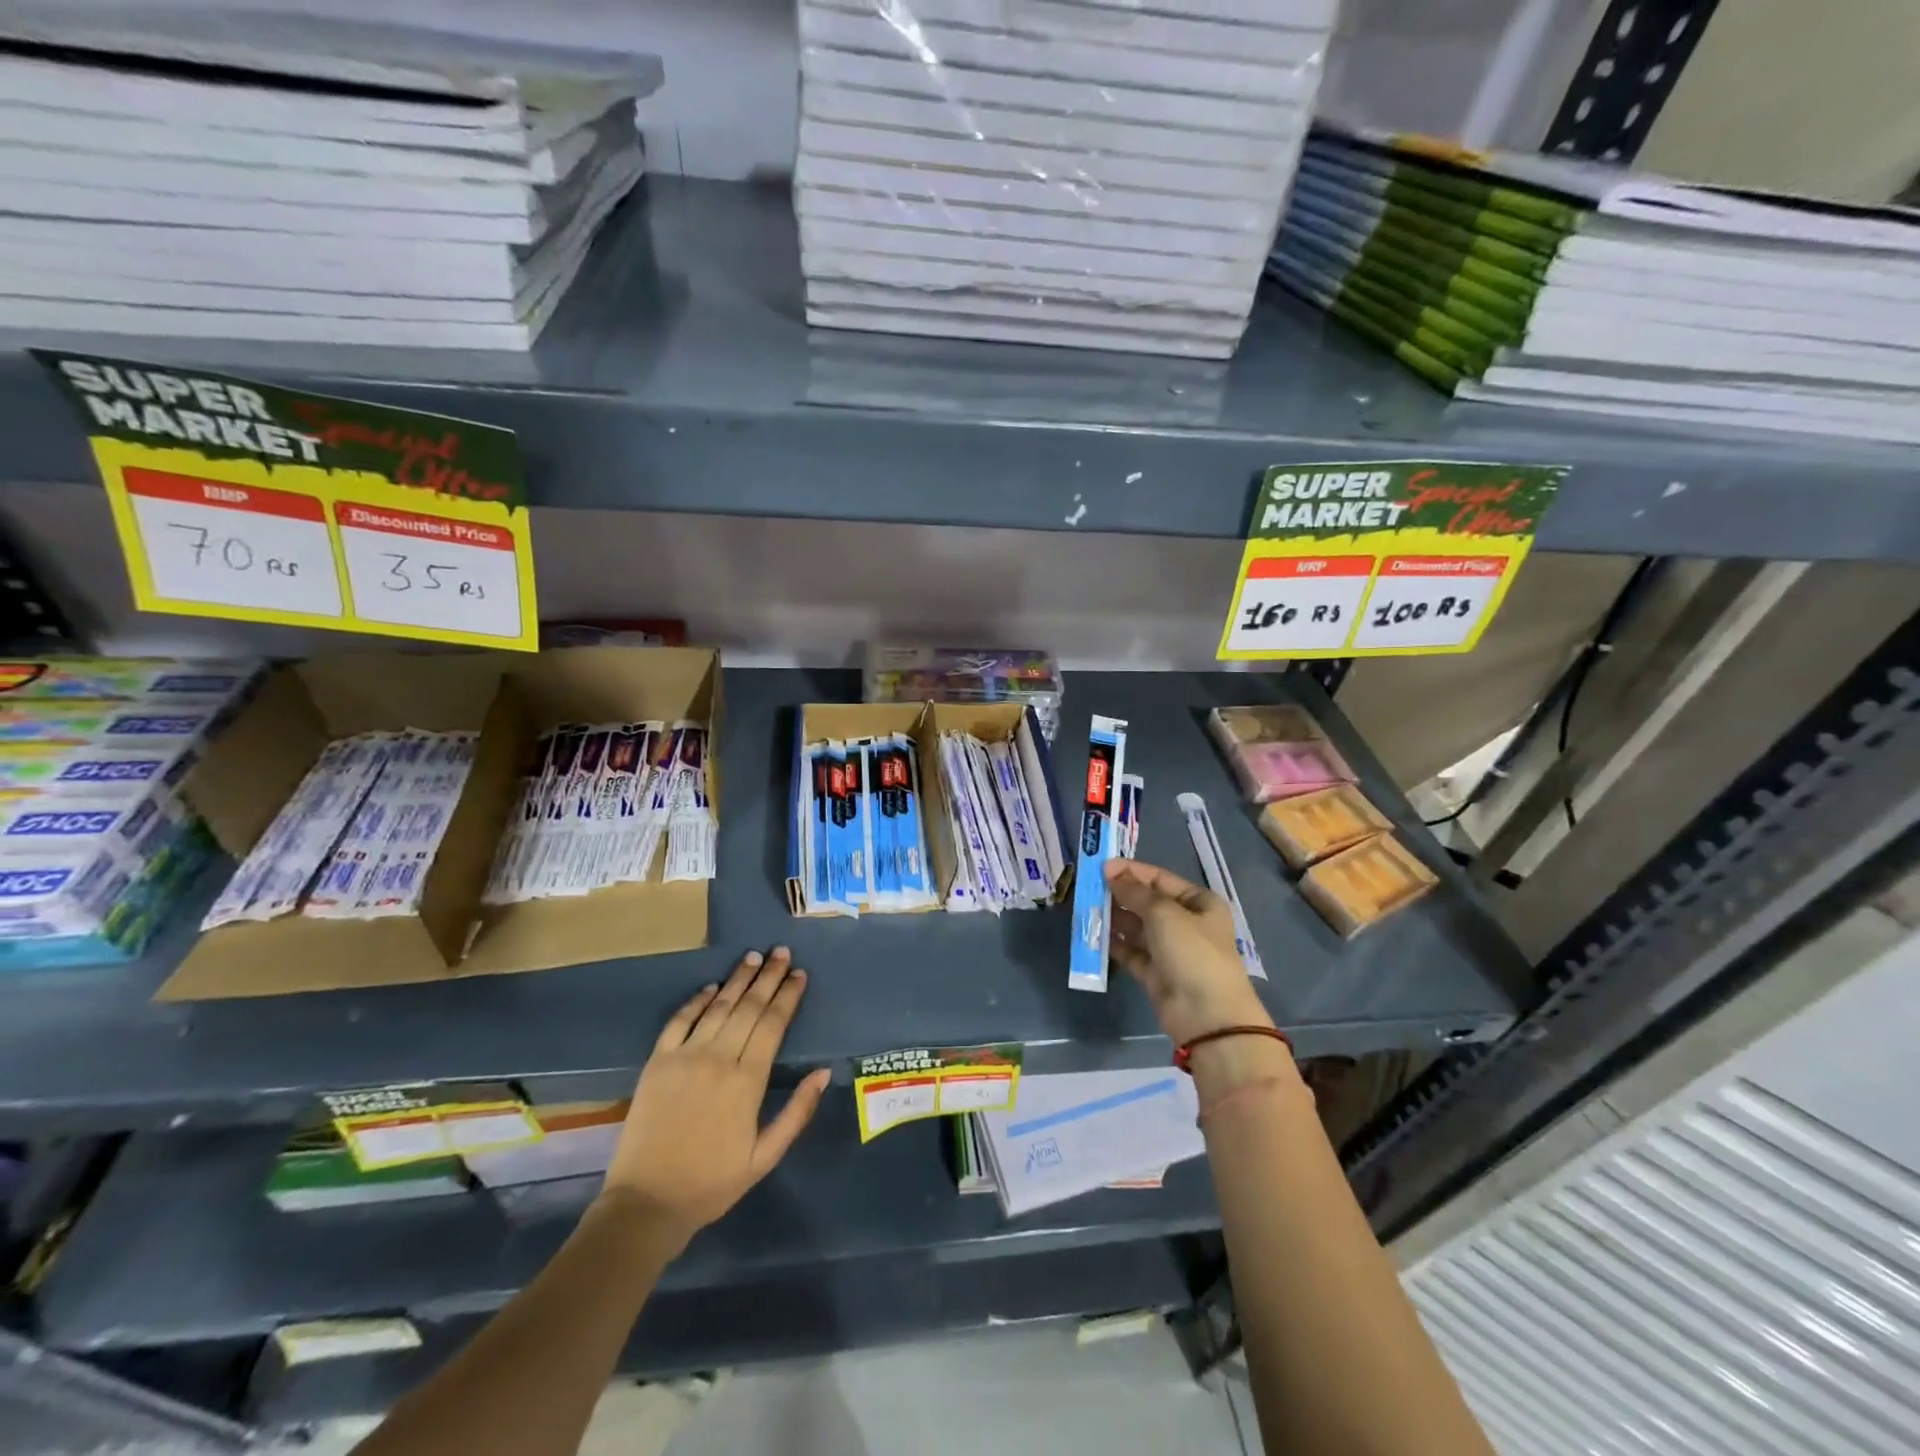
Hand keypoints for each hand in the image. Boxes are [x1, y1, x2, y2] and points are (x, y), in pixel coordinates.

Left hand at [601, 947, 830, 1249]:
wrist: (645, 1204)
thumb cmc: (712, 1183)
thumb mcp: (765, 1157)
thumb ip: (797, 1113)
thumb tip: (824, 1072)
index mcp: (747, 1081)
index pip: (773, 1024)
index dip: (788, 996)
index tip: (800, 975)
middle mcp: (718, 1059)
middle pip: (749, 1007)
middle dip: (768, 977)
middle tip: (782, 952)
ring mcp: (684, 1057)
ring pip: (718, 1006)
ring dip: (738, 979)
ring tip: (753, 957)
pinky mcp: (657, 1062)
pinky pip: (679, 1021)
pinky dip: (696, 1000)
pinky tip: (711, 987)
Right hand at [1105, 858, 1273, 1045]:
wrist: (1206, 1016)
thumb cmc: (1192, 952)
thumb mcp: (1164, 913)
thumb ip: (1135, 892)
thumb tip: (1112, 874)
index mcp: (1199, 902)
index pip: (1160, 878)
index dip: (1131, 871)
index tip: (1101, 867)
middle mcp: (1186, 923)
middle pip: (1147, 902)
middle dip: (1119, 895)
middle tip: (1088, 889)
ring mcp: (1171, 949)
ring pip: (1136, 927)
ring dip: (1114, 918)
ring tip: (1086, 910)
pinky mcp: (1155, 973)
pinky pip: (1131, 951)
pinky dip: (1115, 943)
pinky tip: (1094, 935)